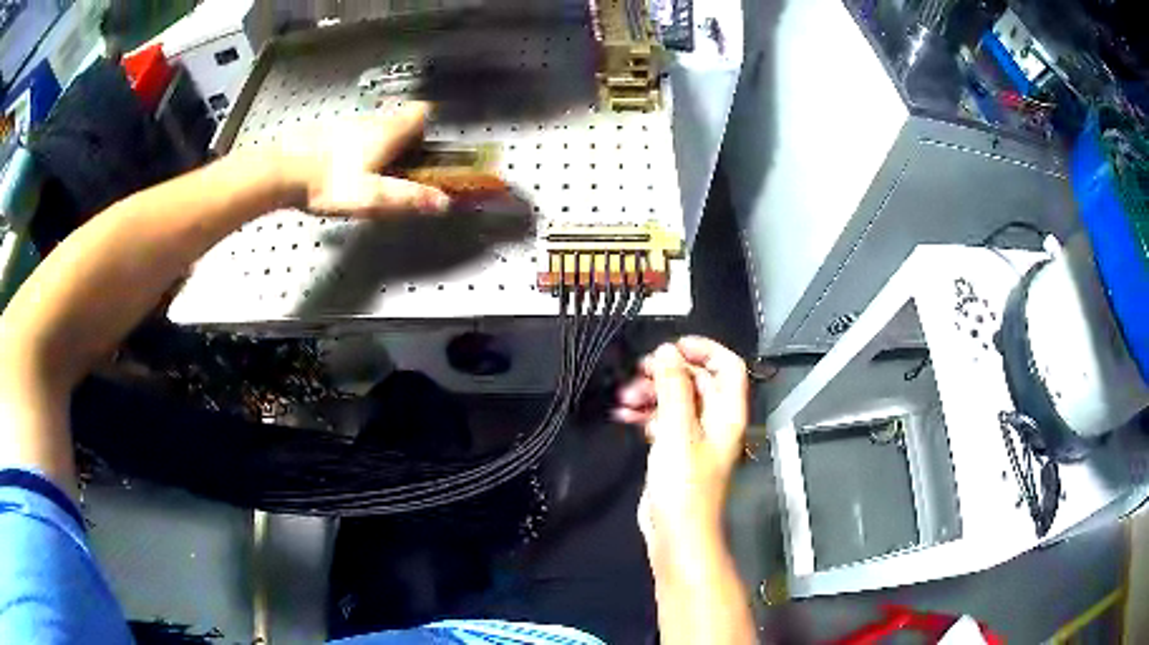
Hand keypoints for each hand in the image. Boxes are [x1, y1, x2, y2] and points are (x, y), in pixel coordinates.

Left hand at [274, 102, 451, 216]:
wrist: (281, 172)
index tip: (425, 142)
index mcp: (387, 133)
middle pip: (396, 119)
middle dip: (402, 137)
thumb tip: (442, 202)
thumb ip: (407, 198)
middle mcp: (369, 121)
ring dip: (376, 141)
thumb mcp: (372, 197)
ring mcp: (344, 123)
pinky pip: (347, 133)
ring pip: (370, 125)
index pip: (420, 112)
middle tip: (398, 164)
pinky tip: (338, 168)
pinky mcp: (323, 130)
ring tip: (366, 171)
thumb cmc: (329, 183)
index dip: (428, 124)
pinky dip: (351, 145)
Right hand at [614, 337, 748, 561]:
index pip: (728, 366)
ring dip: (651, 393)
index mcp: (727, 412)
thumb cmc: (684, 484)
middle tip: (638, 372)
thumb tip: (667, 352)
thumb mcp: (678, 431)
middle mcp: (715, 420)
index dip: (705, 349)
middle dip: (667, 373)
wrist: (676, 533)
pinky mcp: (675, 450)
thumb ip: (674, 388)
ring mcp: (694, 436)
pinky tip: (623, 414)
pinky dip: (645, 413)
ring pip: (675, 399)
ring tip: (624, 397)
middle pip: (696, 381)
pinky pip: (662, 420)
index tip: (673, 346)